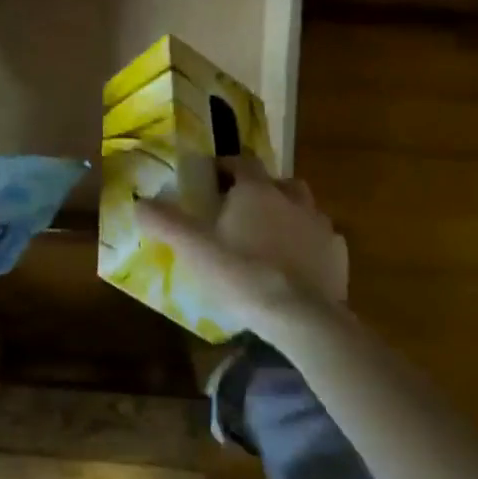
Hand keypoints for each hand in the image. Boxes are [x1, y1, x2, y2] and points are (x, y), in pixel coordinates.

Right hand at [134, 157, 348, 341]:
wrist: (301, 316)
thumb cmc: (242, 273)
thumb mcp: (194, 248)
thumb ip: (165, 222)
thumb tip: (139, 202)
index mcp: (256, 190)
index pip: (242, 161)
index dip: (227, 165)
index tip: (214, 178)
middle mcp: (290, 198)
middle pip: (277, 181)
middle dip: (262, 189)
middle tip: (245, 210)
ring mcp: (319, 225)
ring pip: (304, 207)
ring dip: (289, 214)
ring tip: (272, 237)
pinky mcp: (338, 254)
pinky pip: (322, 239)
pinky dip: (310, 245)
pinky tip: (299, 265)